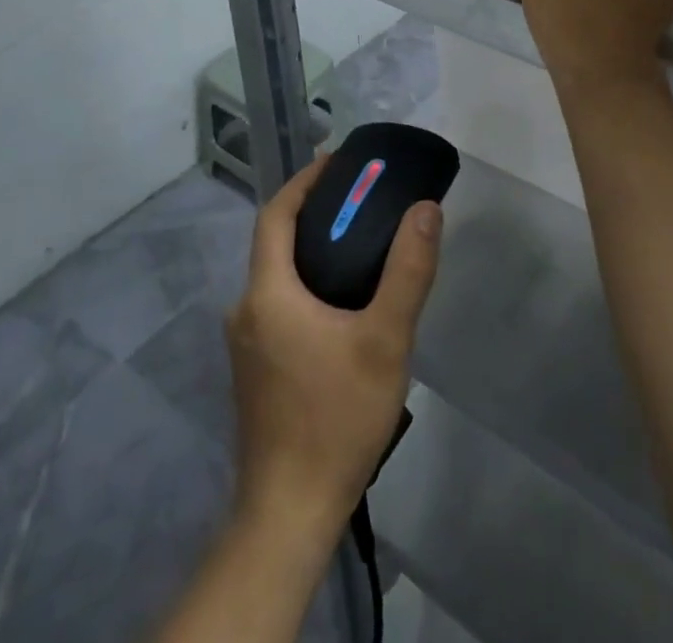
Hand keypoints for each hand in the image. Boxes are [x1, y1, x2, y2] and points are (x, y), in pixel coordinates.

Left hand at [226, 153, 442, 546]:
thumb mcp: (385, 340)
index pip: (275, 215)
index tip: (338, 160)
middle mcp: (247, 311)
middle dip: (314, 211)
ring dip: (313, 248)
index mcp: (267, 295)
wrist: (291, 512)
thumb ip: (408, 271)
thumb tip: (425, 209)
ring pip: (278, 275)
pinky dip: (308, 281)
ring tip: (361, 240)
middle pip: (275, 242)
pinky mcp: (257, 369)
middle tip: (362, 197)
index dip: (304, 181)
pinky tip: (345, 298)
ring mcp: (247, 344)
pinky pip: (280, 303)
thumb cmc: (336, 417)